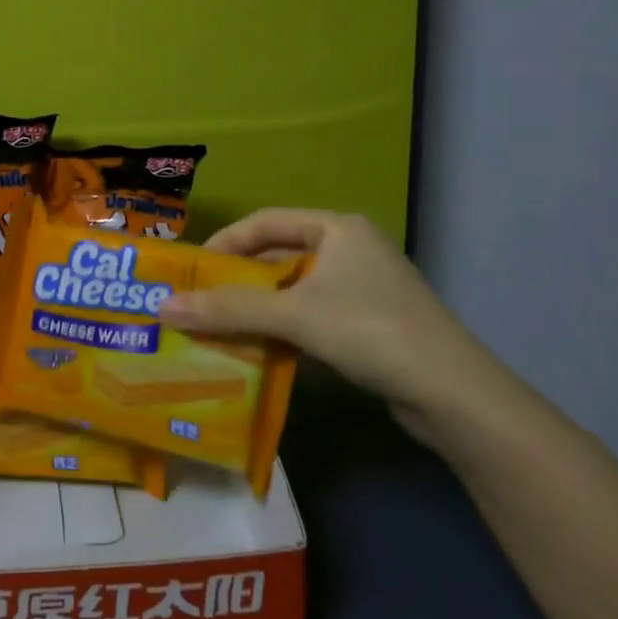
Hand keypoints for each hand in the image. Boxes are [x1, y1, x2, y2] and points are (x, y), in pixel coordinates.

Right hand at [157, 209, 506, 440]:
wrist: (454, 396)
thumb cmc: (370, 331)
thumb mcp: (294, 316)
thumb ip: (229, 309)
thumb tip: (162, 307)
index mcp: (337, 228)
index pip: (264, 222)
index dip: (224, 243)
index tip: (192, 272)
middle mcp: (351, 249)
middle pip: (278, 256)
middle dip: (237, 281)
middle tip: (198, 302)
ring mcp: (363, 287)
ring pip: (294, 289)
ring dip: (257, 308)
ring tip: (218, 328)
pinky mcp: (370, 323)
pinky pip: (312, 315)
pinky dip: (283, 329)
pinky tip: (259, 350)